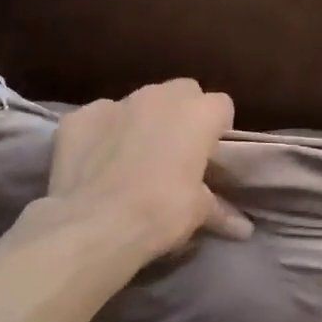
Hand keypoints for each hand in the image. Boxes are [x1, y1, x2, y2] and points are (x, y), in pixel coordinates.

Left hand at [43, 79, 252, 259]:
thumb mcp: (198, 214)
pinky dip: (101, 135)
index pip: (221, 106)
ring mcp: (114, 102)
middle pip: (181, 92)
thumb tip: (244, 229)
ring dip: (141, 122)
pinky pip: (98, 119)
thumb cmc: (162, 212)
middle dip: (182, 115)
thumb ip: (220, 211)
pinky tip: (97, 163)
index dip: (217, 129)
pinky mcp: (77, 117)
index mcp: (198, 113)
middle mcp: (159, 96)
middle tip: (176, 152)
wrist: (95, 224)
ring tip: (134, 158)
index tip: (211, 156)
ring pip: (137, 102)